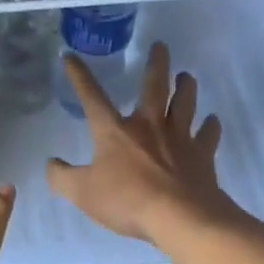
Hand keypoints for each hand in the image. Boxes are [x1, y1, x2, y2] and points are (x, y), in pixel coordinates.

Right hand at [46, 42, 239, 242]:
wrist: (180, 217)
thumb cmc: (127, 200)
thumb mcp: (83, 193)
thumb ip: (62, 178)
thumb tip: (50, 163)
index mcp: (115, 131)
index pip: (92, 97)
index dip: (79, 76)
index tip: (70, 55)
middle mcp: (149, 125)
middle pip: (154, 87)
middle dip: (156, 64)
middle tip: (160, 45)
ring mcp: (179, 138)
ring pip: (185, 103)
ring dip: (186, 87)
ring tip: (187, 76)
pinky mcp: (202, 155)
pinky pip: (208, 135)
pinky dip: (210, 126)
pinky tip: (212, 121)